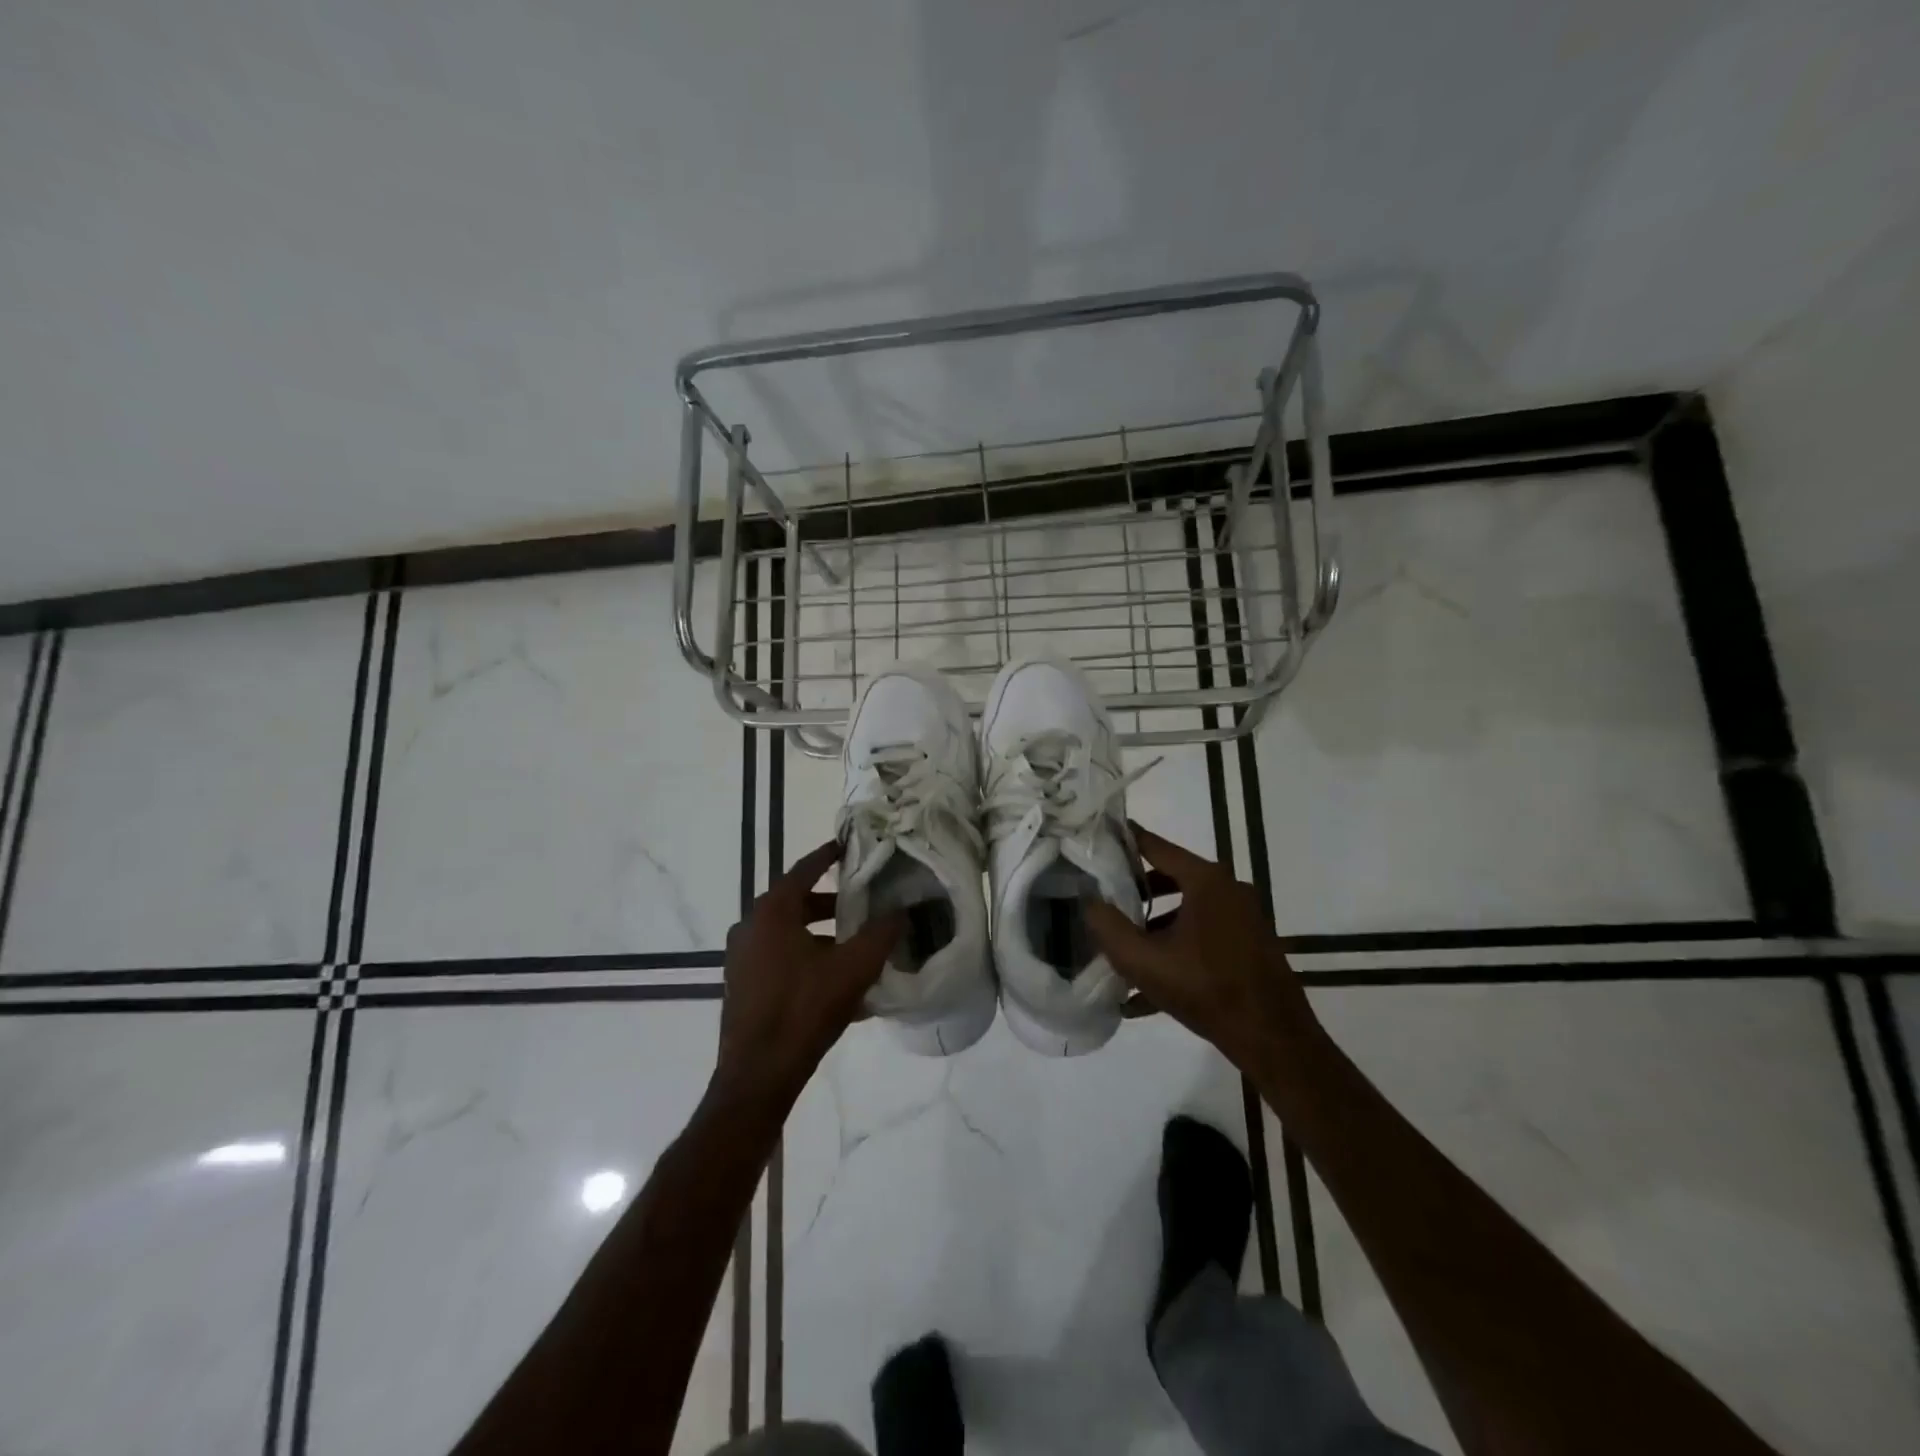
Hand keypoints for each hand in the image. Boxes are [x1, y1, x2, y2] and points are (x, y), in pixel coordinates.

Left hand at [713, 839, 901, 1109]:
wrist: (759, 1075)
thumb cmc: (805, 1010)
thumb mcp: (854, 968)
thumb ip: (881, 934)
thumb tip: (901, 911)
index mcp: (772, 913)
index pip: (803, 870)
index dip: (826, 856)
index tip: (846, 847)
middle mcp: (750, 927)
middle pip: (795, 902)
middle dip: (830, 903)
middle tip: (860, 903)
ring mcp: (741, 958)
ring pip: (787, 933)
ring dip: (819, 934)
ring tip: (854, 945)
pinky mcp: (742, 986)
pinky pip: (779, 959)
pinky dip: (806, 958)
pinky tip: (835, 981)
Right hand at [1086, 823, 1315, 1067]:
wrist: (1273, 1039)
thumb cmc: (1206, 989)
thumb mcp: (1144, 960)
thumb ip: (1109, 927)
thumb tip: (1088, 900)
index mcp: (1206, 880)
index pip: (1155, 846)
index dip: (1123, 841)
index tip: (1096, 838)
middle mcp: (1228, 890)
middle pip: (1170, 878)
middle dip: (1135, 892)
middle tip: (1103, 900)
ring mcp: (1243, 918)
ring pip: (1186, 912)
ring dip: (1154, 928)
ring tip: (1123, 951)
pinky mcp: (1250, 945)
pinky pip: (1203, 937)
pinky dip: (1177, 951)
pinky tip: (1147, 991)